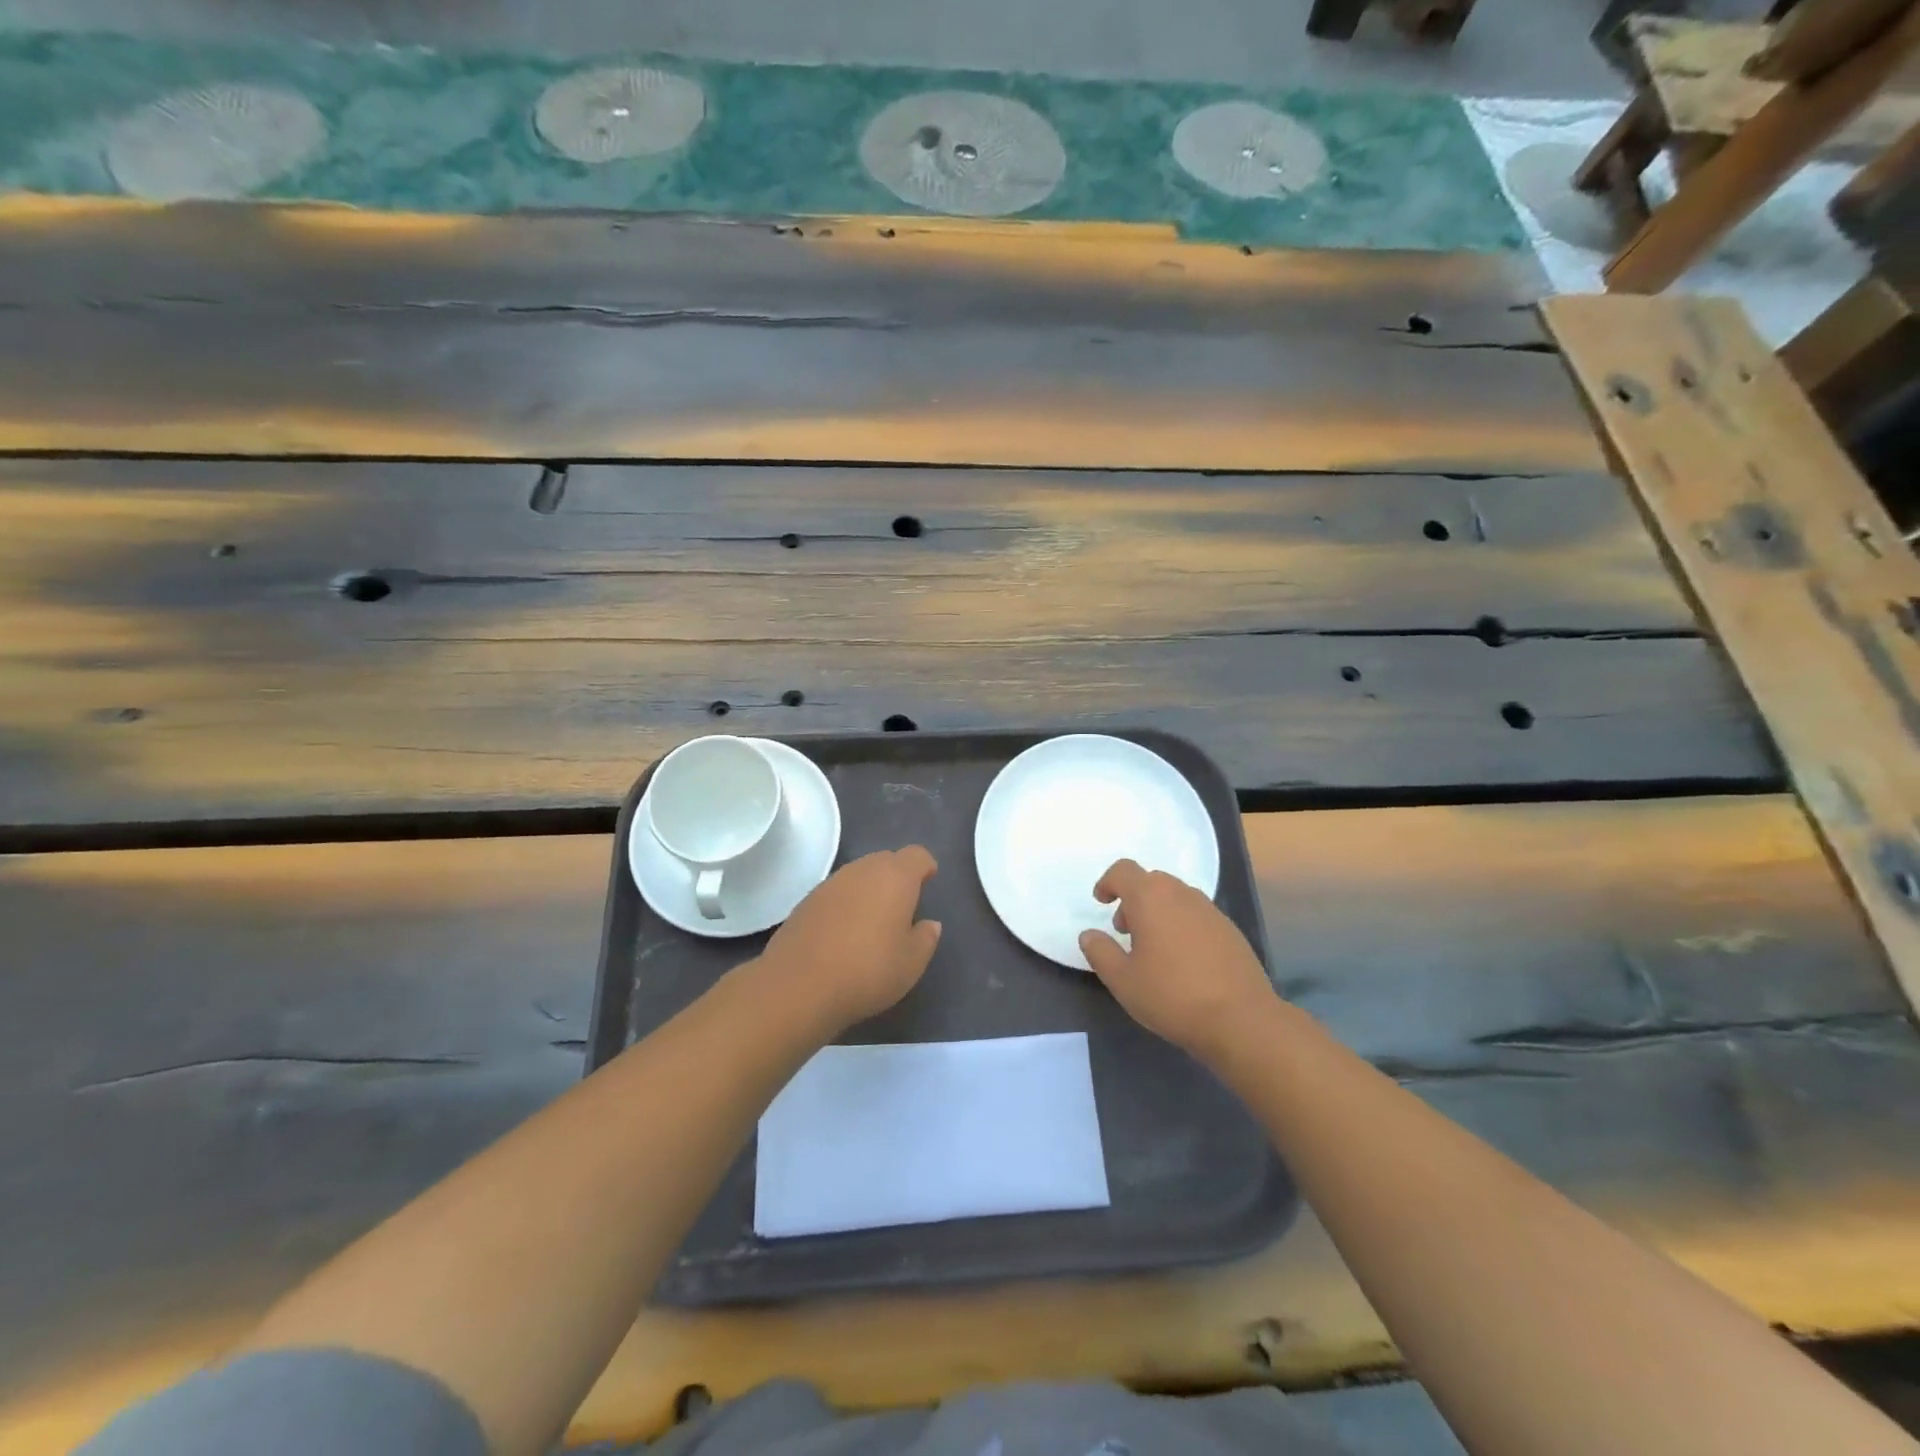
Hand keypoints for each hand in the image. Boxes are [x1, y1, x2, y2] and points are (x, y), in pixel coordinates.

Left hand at [762, 847, 941, 1031]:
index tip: (928, 883)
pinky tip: (843, 933)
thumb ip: (926, 938)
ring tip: (873, 921)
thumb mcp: (911, 963)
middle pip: (886, 860)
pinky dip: (845, 903)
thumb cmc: (867, 971)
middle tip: (902, 905)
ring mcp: (830, 883)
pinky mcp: (806, 900)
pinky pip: (836, 892)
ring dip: (869, 889)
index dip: (925, 866)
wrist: (798, 985)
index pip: (916, 855)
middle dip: (897, 876)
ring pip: (858, 875)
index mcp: (895, 877)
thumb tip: (929, 924)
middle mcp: (862, 870)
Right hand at [1079, 859, 1275, 1062]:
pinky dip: (1181, 925)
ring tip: (1153, 949)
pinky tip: (1183, 962)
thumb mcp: (1122, 980)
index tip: (1101, 903)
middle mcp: (1181, 894)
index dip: (1108, 882)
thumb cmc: (1172, 995)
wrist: (1241, 1020)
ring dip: (1158, 912)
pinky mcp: (1229, 930)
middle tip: (1125, 931)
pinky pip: (1196, 915)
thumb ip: (1100, 952)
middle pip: (1151, 881)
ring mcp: (1210, 910)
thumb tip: (1088, 934)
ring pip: (1175, 898)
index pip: (1123, 870)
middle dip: (1133, 900)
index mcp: (1151, 898)